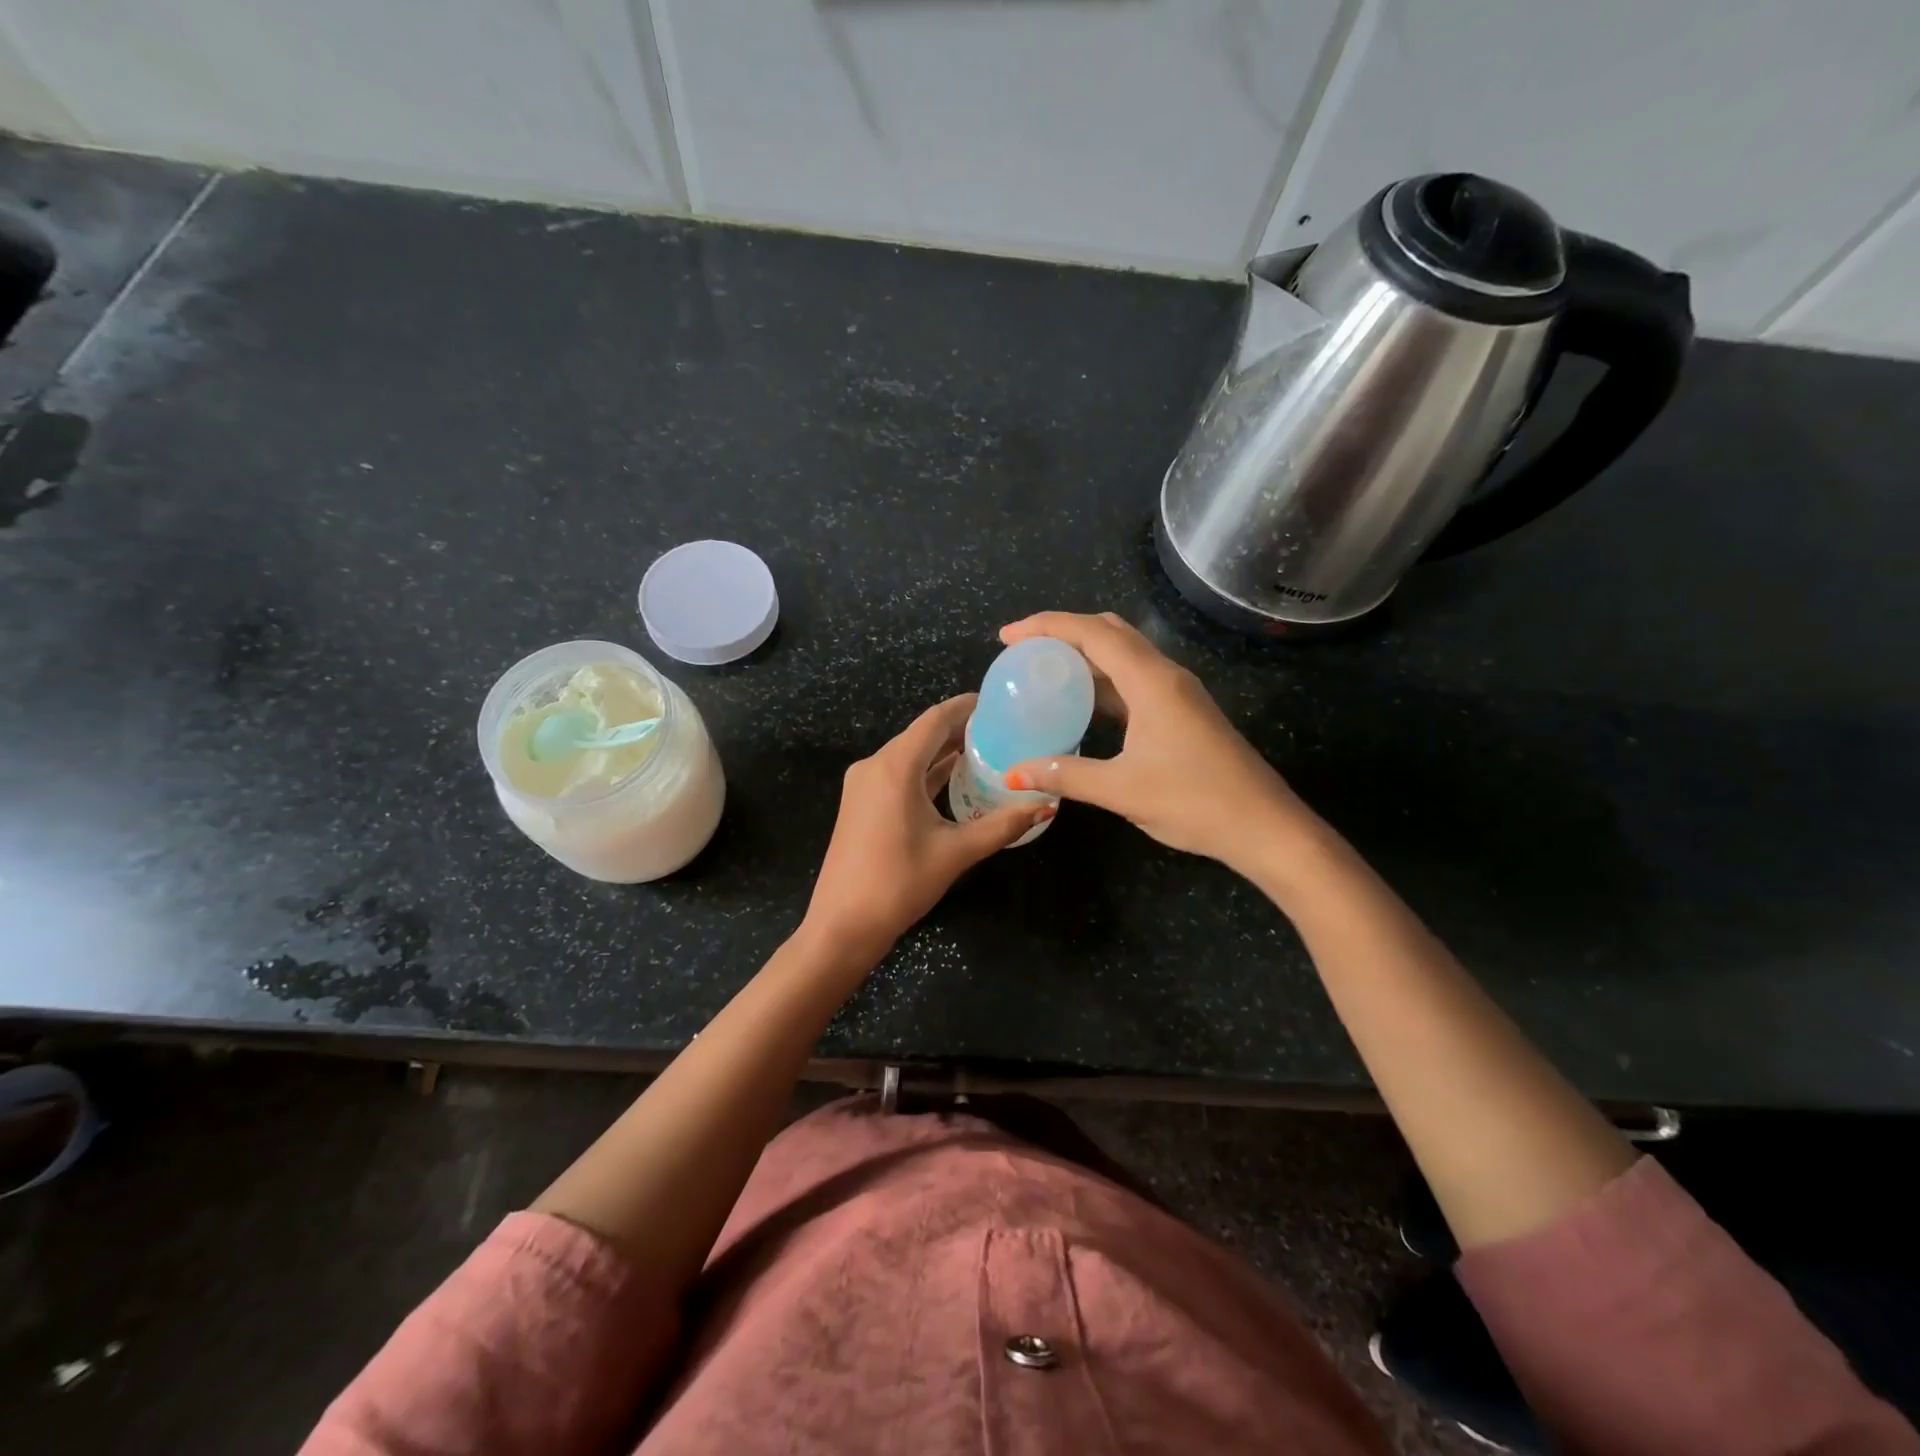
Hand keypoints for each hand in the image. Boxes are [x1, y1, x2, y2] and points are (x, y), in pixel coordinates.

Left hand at [801, 695, 1051, 965]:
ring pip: (910, 754)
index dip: (966, 707)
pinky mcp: (861, 802)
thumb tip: (1045, 805)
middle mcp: (875, 765)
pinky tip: (954, 777)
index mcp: (895, 767)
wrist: (842, 925)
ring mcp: (864, 784)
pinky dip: (926, 771)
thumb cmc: (899, 884)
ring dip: (943, 751)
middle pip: (922, 734)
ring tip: (986, 750)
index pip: (935, 720)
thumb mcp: (956, 852)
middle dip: (960, 729)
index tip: (998, 702)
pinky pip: (898, 774)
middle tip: (1002, 729)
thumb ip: (1002, 825)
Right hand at [1000, 611, 1311, 868]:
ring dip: (1084, 655)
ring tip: (1043, 672)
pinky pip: (1135, 680)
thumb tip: (1014, 773)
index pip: (1092, 633)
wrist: (1264, 826)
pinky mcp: (1183, 712)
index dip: (1046, 626)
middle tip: (1022, 652)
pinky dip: (1103, 681)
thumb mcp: (1122, 790)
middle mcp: (1165, 675)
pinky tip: (1082, 704)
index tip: (1007, 636)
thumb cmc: (1194, 801)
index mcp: (1151, 681)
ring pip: (1124, 655)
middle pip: (1109, 632)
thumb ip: (1065, 775)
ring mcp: (1178, 693)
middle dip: (1063, 633)